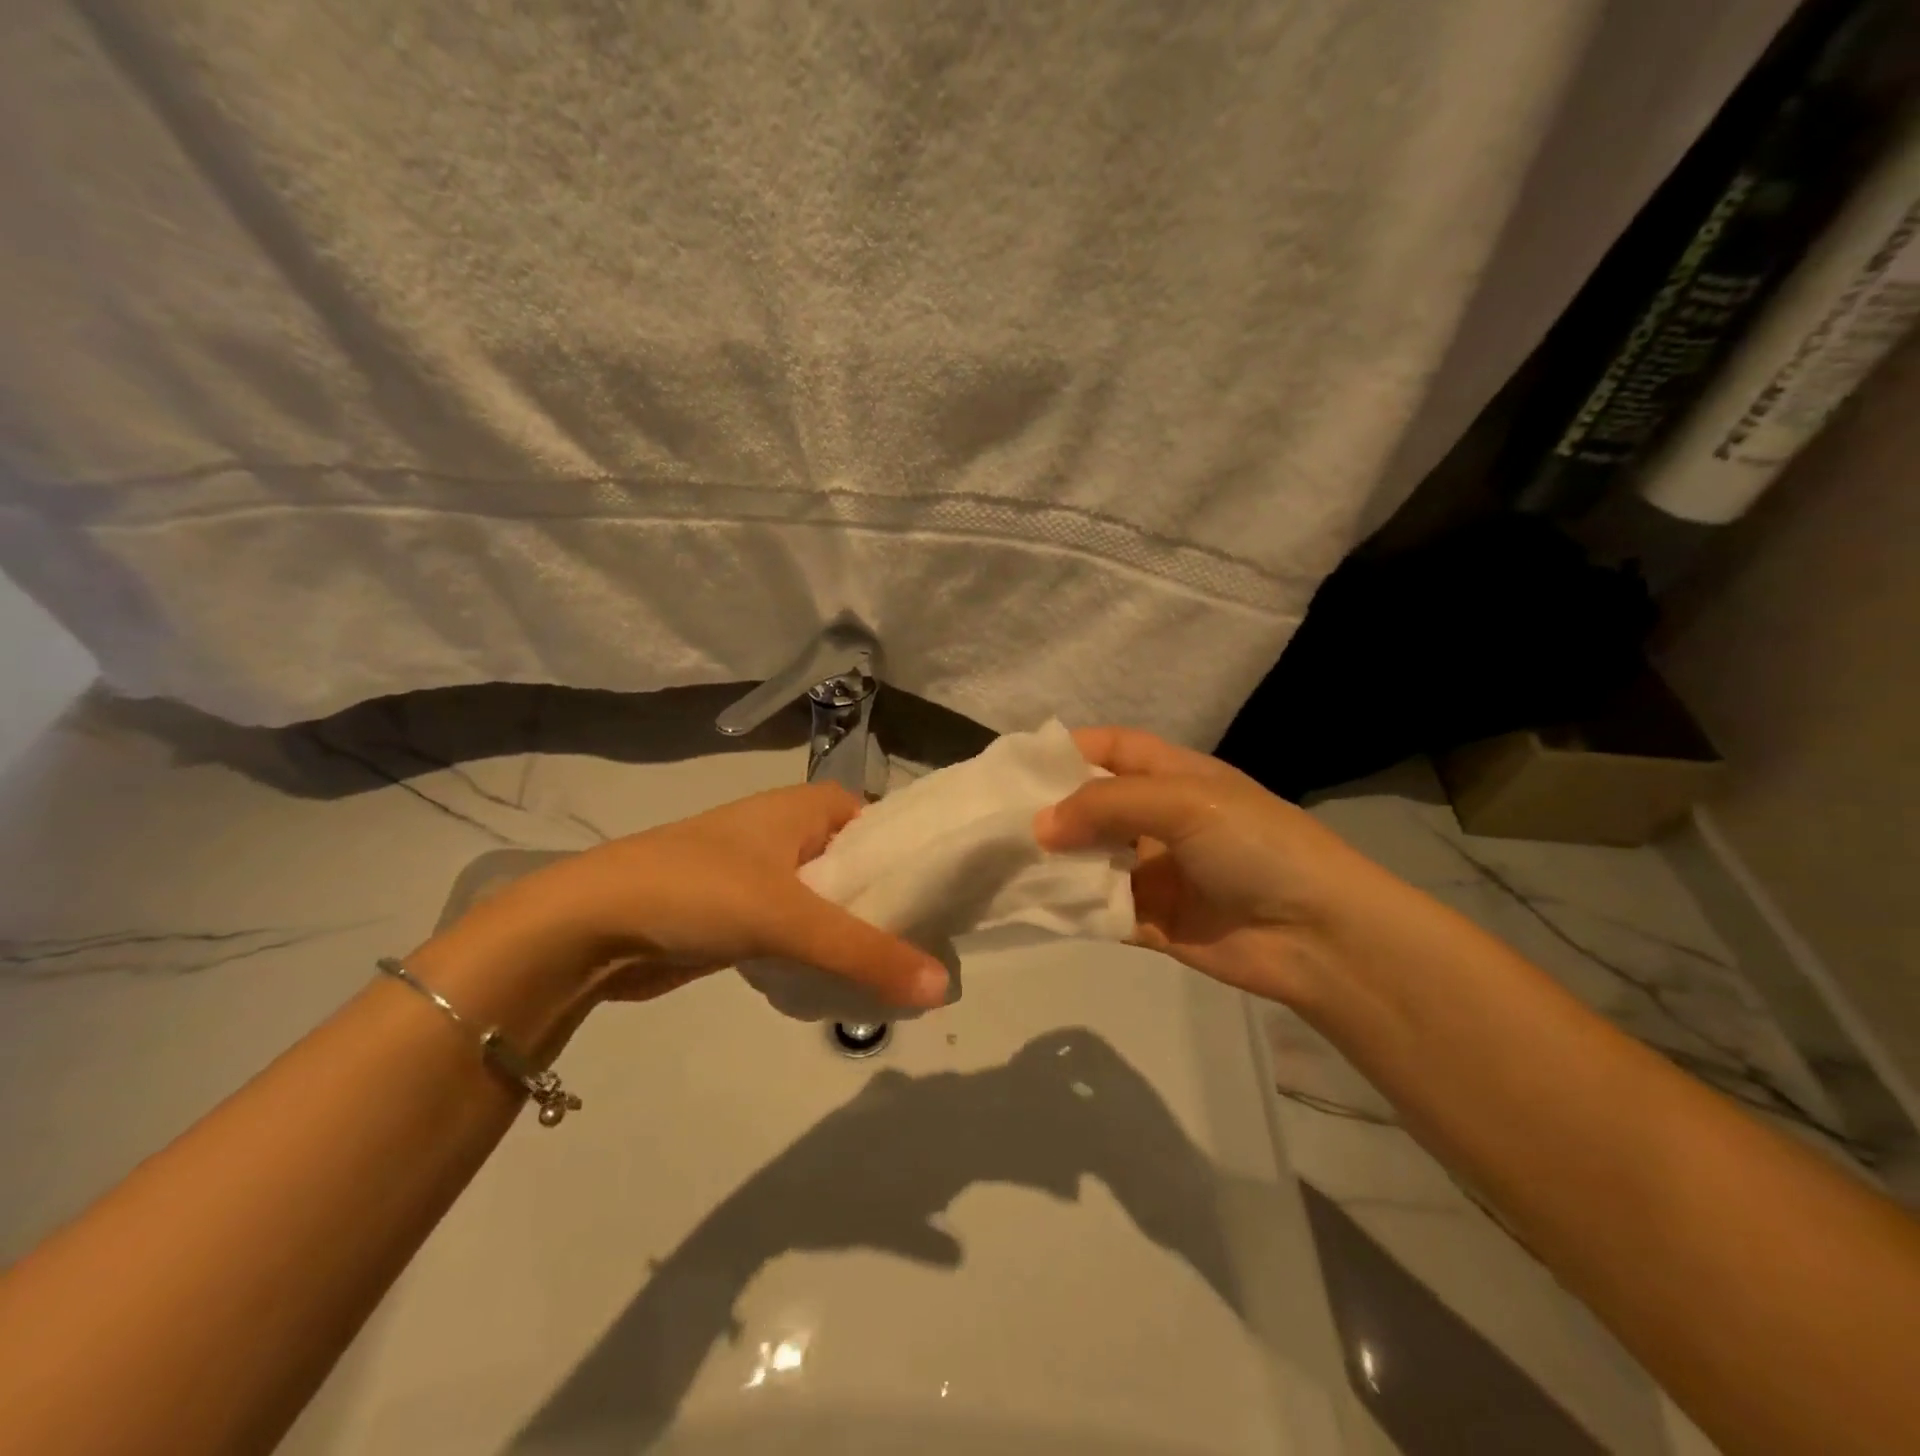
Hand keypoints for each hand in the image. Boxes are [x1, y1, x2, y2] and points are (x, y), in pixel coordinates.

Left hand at [425, 784, 950, 1016]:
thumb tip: (943, 989)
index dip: (919, 865)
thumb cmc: (698, 891)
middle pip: (863, 870)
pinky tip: (845, 985)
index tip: (954, 908)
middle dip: (891, 909)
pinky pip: (802, 932)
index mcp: (810, 807)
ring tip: (901, 975)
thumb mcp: (789, 917)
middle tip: (933, 952)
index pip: (888, 830)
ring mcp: (767, 875)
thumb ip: (866, 952)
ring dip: (857, 937)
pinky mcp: (744, 916)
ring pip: (833, 905)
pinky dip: (822, 954)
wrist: (591, 924)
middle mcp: (793, 833)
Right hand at [1034, 726, 1405, 1007]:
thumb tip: (1039, 826)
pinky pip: (1099, 909)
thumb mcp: (1183, 802)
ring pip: (1089, 860)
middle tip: (993, 821)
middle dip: (1049, 811)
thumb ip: (1106, 804)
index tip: (1016, 765)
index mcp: (1173, 776)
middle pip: (1092, 806)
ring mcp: (1154, 871)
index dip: (1067, 749)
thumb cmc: (1254, 844)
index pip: (1111, 748)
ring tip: (1001, 863)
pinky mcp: (1150, 921)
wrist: (1318, 935)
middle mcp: (1159, 819)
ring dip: (1054, 862)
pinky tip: (1032, 905)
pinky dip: (1070, 908)